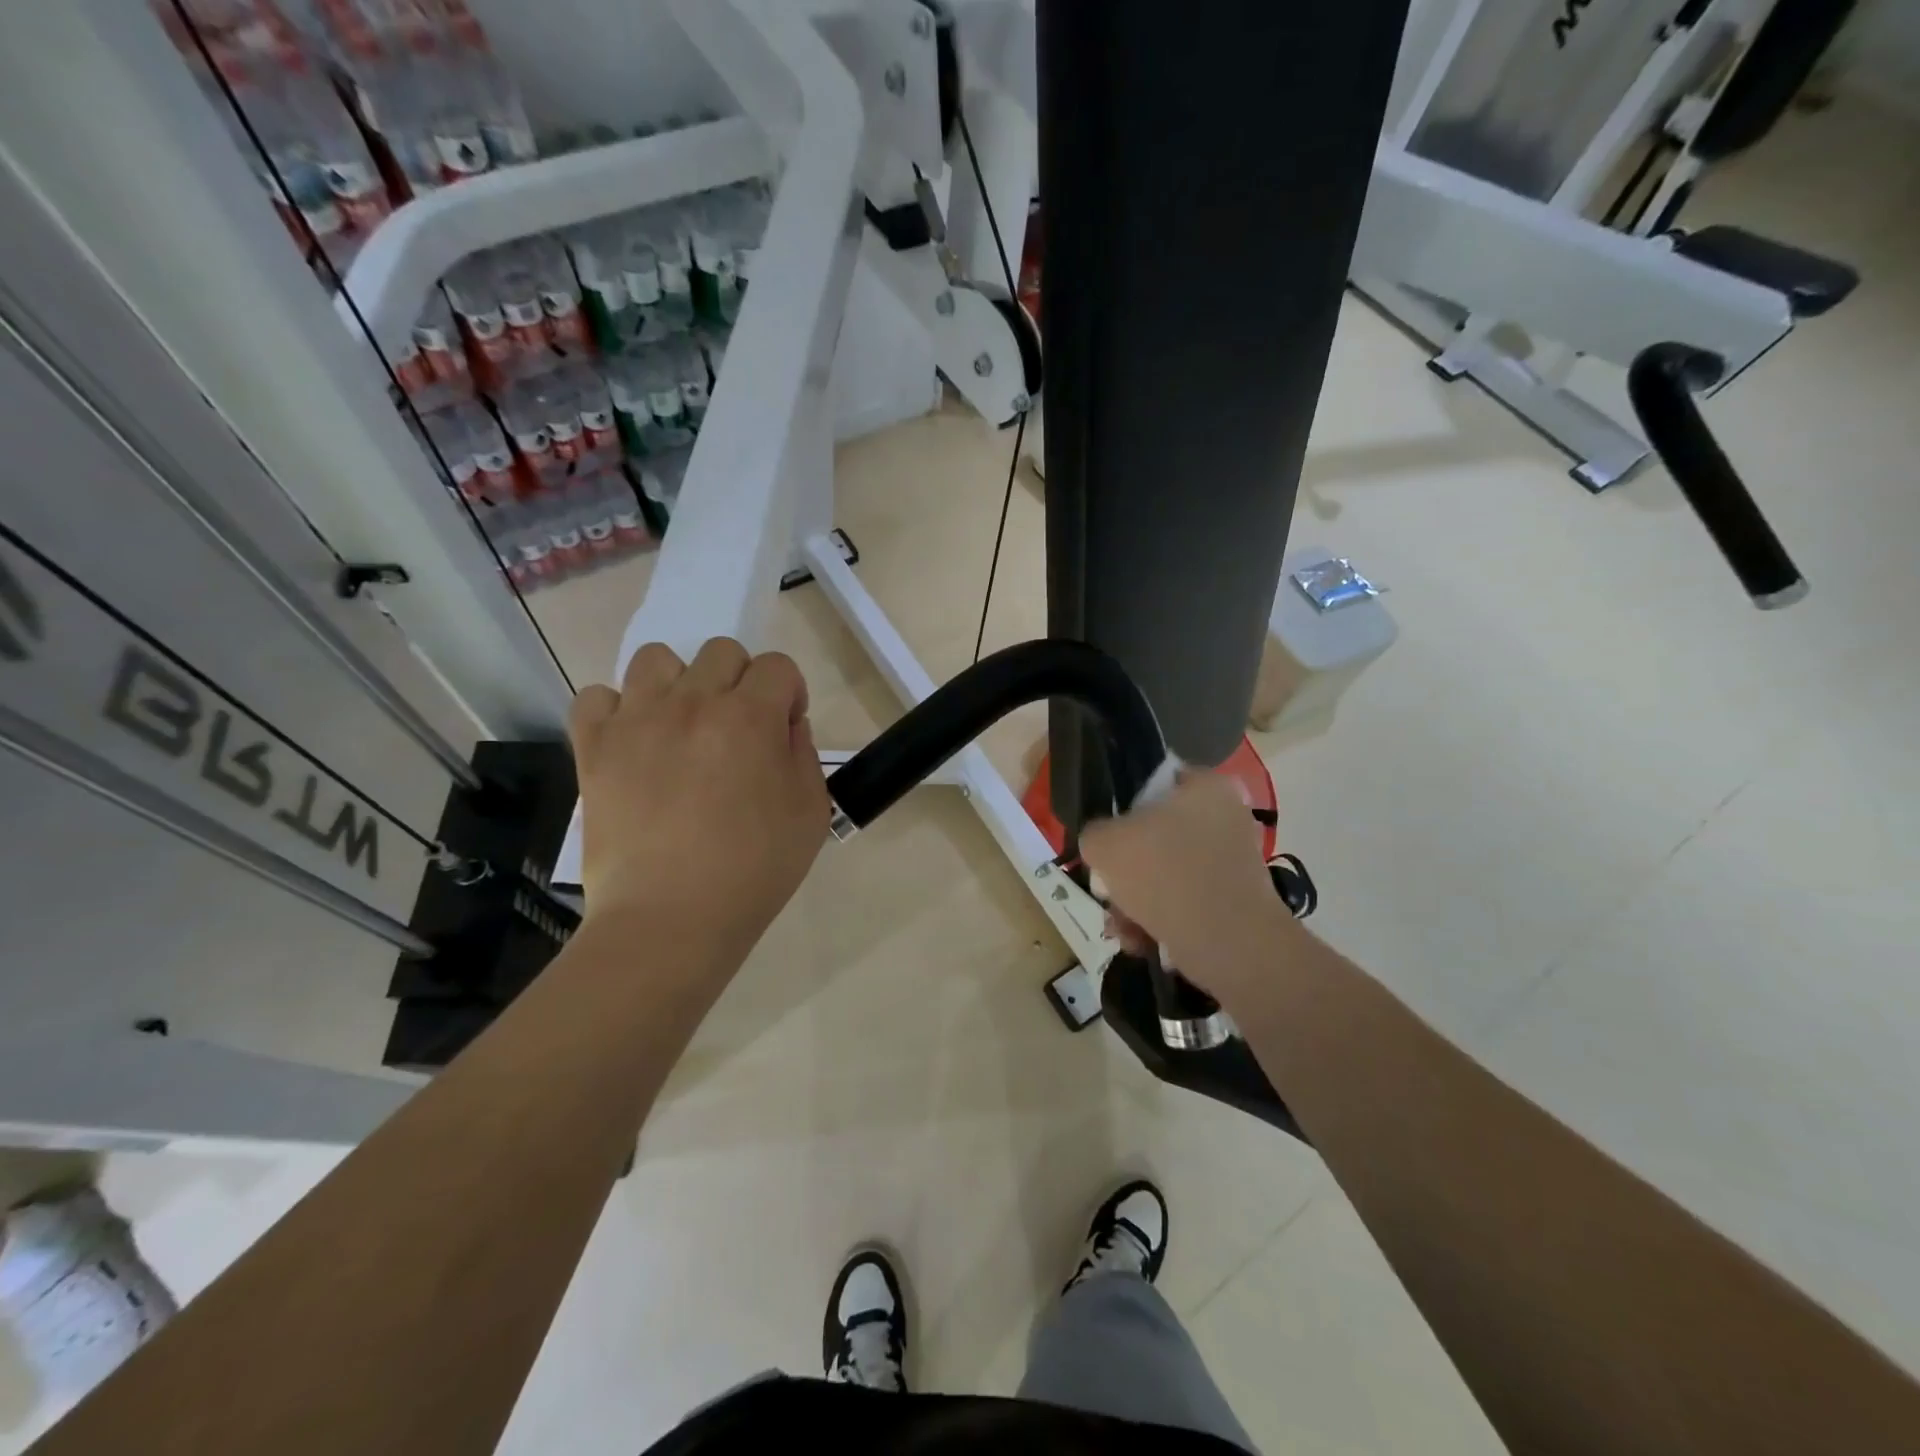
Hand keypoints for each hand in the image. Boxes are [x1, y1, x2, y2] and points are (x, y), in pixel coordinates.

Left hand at [568, 639, 830, 951]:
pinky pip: (596, 697)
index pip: (777, 667)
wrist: (671, 919)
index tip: (783, 731)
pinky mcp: (595, 747)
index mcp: (750, 717)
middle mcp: (693, 702)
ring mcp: (637, 721)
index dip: (789, 694)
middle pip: (721, 652)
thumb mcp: (811, 813)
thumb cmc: (754, 871)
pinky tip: (633, 742)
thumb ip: (803, 753)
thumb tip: (784, 725)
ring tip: (681, 728)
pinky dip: (616, 710)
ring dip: (678, 684)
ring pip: (656, 658)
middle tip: (736, 732)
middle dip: (740, 682)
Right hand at [1079, 773, 1289, 1009]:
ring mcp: (1233, 862)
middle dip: (1127, 871)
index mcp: (1207, 786)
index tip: (1108, 837)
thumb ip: (1095, 833)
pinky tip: (1140, 940)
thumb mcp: (1104, 843)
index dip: (1124, 808)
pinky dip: (1160, 921)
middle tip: (1108, 890)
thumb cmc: (1165, 874)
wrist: (1227, 944)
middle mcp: (1227, 817)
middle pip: (1157, 836)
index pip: (1157, 781)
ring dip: (1136, 901)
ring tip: (1121, 925)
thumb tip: (1103, 844)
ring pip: (1167, 874)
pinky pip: (1186, 903)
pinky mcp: (1235, 902)